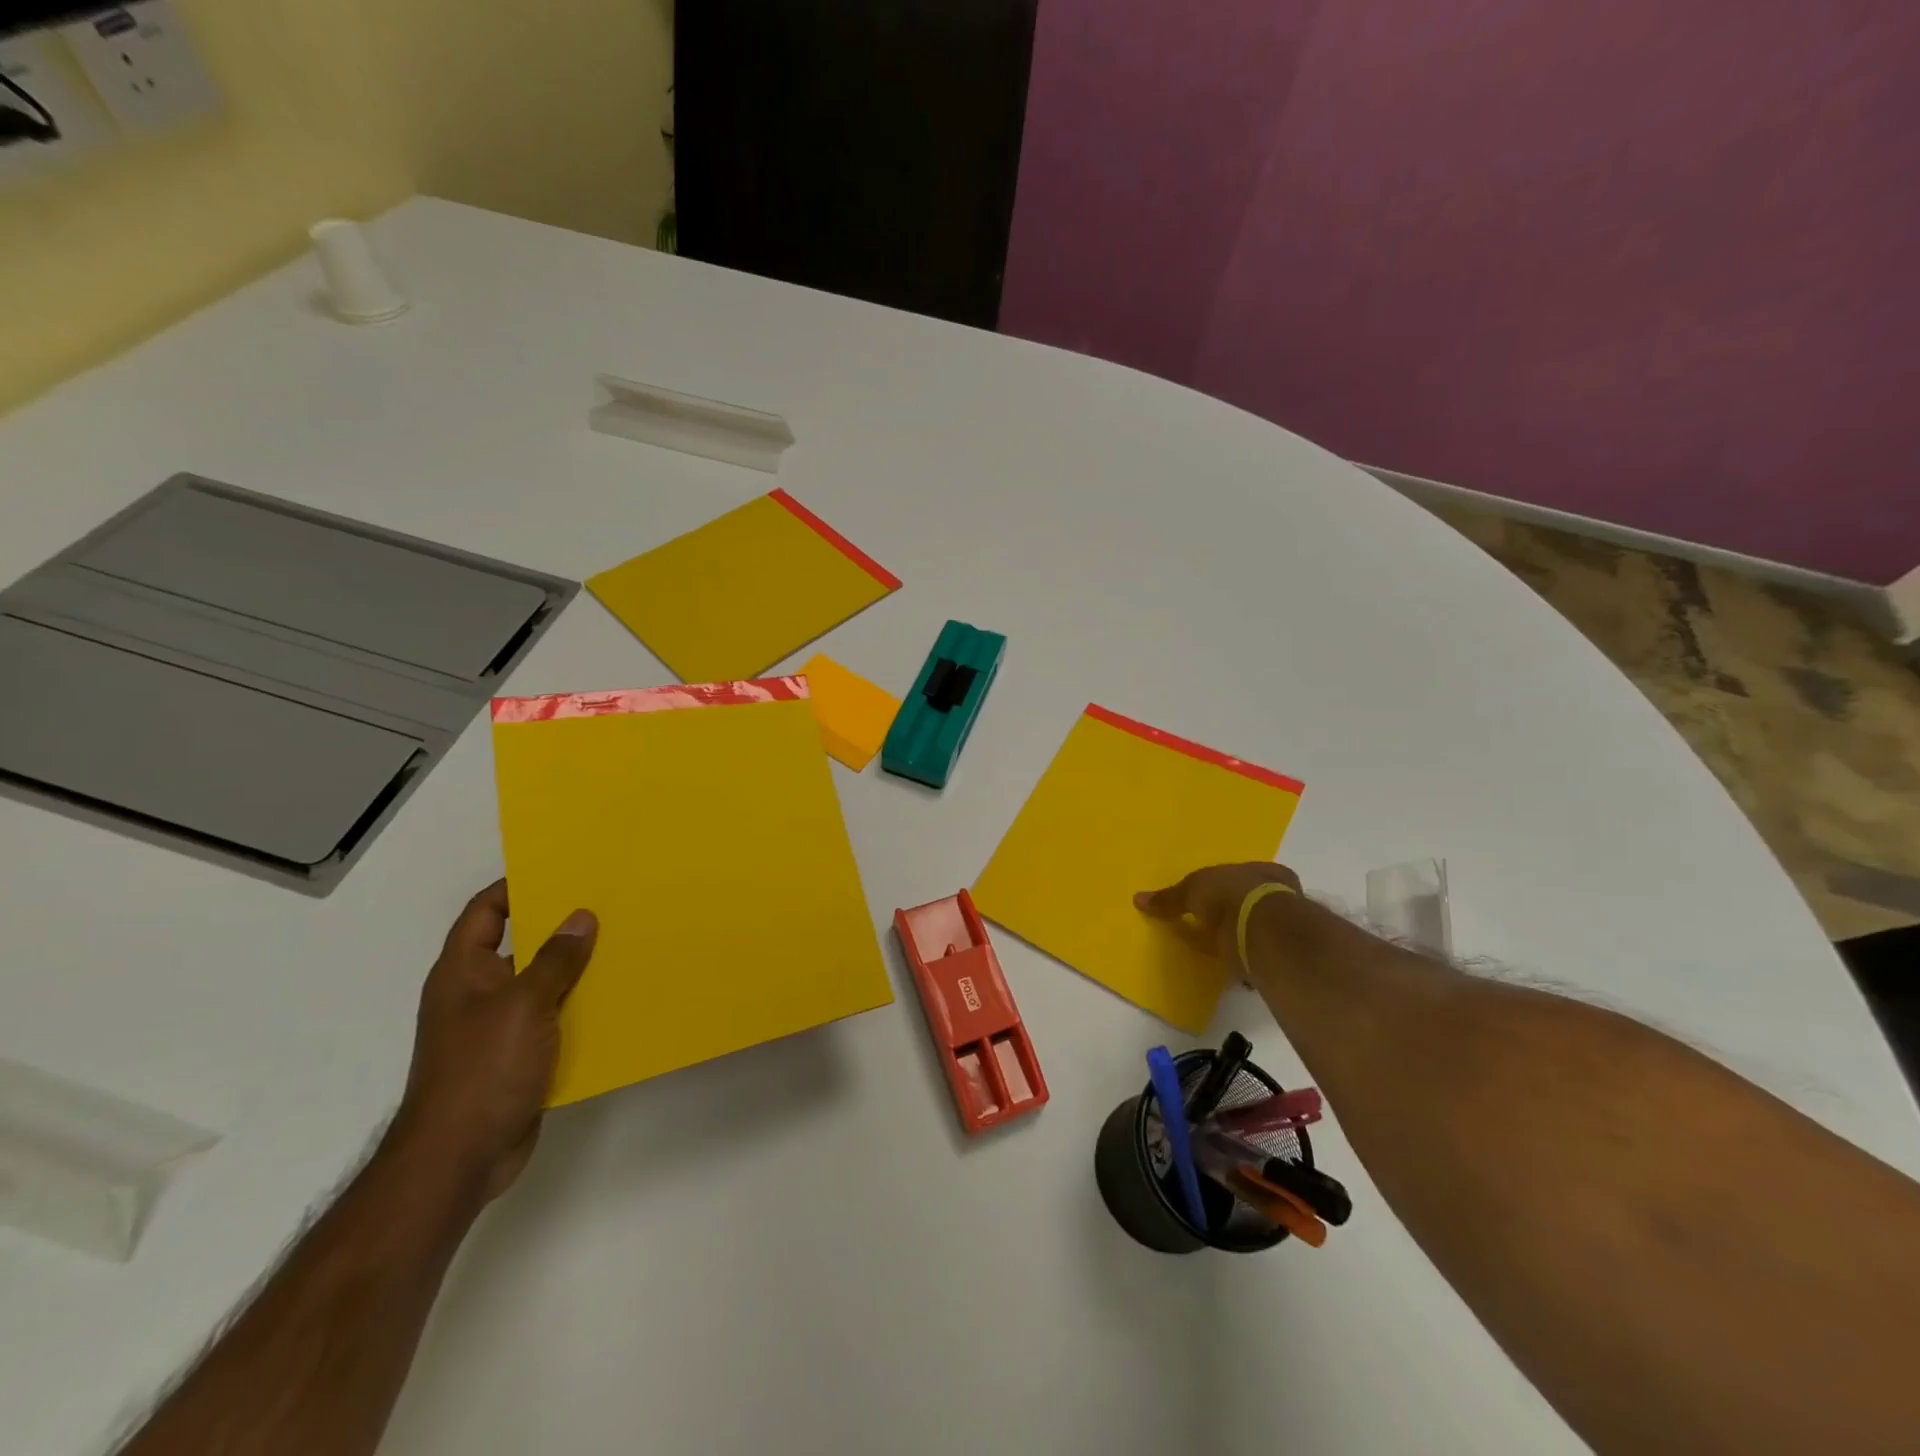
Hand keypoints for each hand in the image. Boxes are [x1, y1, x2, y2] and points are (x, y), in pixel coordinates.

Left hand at [389, 881, 597, 1203]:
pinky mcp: (518, 1055)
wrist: (460, 1156)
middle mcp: (477, 992)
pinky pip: (552, 1017)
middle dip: (559, 925)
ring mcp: (497, 1026)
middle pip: (519, 943)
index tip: (562, 869)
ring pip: (541, 982)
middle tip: (607, 903)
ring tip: (622, 943)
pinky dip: (578, 1005)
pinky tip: (614, 997)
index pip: (485, 911)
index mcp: (464, 971)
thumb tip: (581, 917)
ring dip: (574, 967)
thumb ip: (555, 959)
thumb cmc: (483, 1068)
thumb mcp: (524, 1004)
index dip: (516, 886)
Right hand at [1135, 862, 1302, 959]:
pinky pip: (1253, 955)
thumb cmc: (1230, 894)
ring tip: (1215, 948)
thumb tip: (1138, 899)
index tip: (1211, 898)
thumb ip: (1170, 897)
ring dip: (1238, 938)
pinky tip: (1229, 966)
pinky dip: (1241, 960)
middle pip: (1252, 902)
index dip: (1228, 886)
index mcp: (1265, 871)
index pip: (1245, 875)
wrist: (1260, 930)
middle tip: (1209, 923)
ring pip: (1256, 929)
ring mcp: (1282, 927)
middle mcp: (1279, 896)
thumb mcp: (1193, 889)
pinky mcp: (1278, 956)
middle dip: (1233, 912)